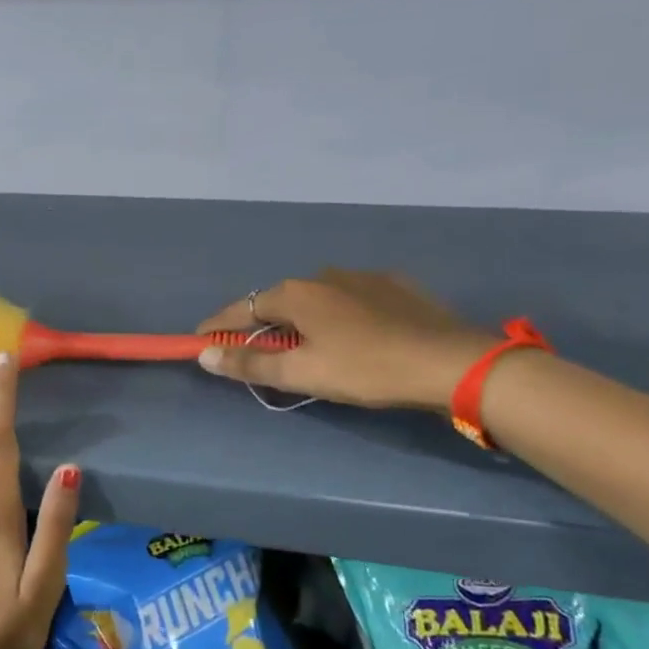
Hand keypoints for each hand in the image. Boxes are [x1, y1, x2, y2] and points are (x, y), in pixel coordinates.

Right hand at [196, 270, 496, 411]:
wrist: (450, 361)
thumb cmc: (366, 368)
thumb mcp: (303, 373)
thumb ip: (251, 363)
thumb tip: (205, 354)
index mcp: (295, 293)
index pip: (241, 309)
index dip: (217, 326)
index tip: (199, 341)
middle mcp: (323, 275)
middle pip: (277, 302)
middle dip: (260, 326)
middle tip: (255, 354)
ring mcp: (361, 276)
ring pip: (316, 299)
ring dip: (301, 320)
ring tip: (307, 347)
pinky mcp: (394, 285)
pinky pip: (350, 300)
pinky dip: (337, 316)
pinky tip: (352, 336)